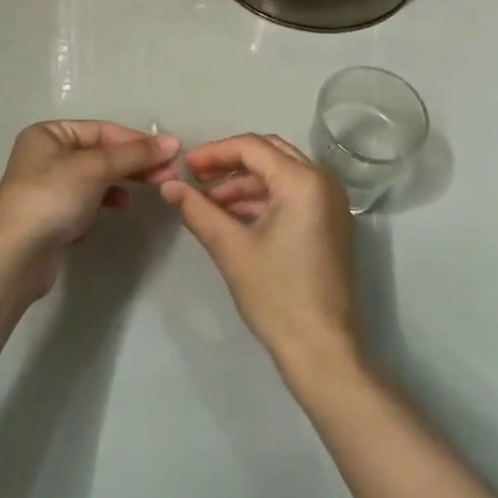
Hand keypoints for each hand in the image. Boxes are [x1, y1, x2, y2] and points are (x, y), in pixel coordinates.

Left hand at [0, 120, 178, 293]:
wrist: (16, 256)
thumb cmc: (52, 197)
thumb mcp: (96, 168)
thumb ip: (135, 154)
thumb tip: (173, 141)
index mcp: (49, 134)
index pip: (102, 130)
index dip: (137, 140)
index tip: (170, 153)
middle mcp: (47, 155)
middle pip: (101, 153)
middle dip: (135, 162)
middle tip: (168, 174)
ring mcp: (49, 187)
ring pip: (97, 177)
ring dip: (124, 181)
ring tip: (151, 188)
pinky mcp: (54, 215)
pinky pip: (88, 200)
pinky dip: (107, 201)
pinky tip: (122, 207)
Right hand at [160, 134, 361, 379]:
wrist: (322, 351)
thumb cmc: (277, 295)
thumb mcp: (231, 248)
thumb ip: (197, 210)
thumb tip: (168, 185)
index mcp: (303, 180)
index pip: (251, 147)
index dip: (214, 153)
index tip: (183, 167)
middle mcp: (322, 181)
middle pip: (268, 153)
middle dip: (229, 163)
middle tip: (195, 177)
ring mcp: (330, 202)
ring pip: (279, 174)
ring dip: (243, 183)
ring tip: (206, 202)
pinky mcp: (329, 222)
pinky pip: (291, 194)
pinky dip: (261, 199)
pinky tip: (231, 216)